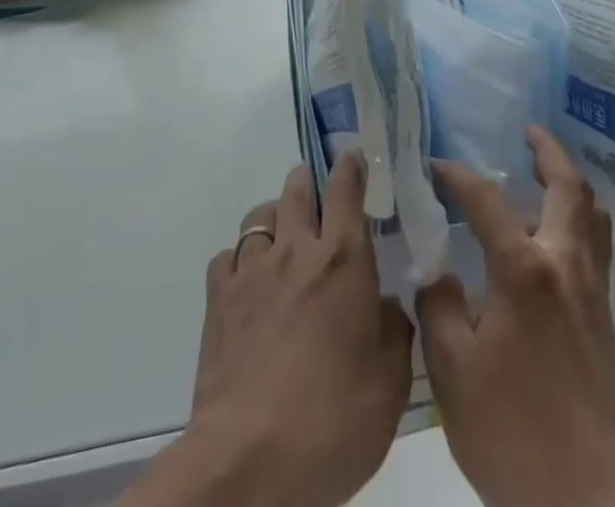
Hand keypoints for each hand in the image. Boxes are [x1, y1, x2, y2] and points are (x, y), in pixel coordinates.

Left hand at [135, 155, 412, 506]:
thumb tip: (389, 305)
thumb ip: (395, 333)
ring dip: (274, 215)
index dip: (351, 167)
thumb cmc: (332, 420)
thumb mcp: (389, 386)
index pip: (346, 190)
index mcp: (343, 260)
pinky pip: (228, 256)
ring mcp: (252, 271)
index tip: (353, 156)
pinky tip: (246, 281)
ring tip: (281, 233)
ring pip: (260, 216)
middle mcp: (296, 250)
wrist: (250, 459)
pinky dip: (240, 259)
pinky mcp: (219, 299)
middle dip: (307, 181)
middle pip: (297, 190)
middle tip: (314, 189)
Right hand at [418, 127, 614, 506]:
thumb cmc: (509, 431)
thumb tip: (441, 274)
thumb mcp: (450, 368)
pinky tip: (555, 235)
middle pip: (568, 188)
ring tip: (545, 172)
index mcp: (524, 269)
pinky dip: (580, 220)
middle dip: (548, 151)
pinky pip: (597, 246)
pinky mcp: (603, 320)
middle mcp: (565, 265)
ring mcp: (591, 292)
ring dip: (569, 184)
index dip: (457, 176)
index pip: (486, 200)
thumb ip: (438, 305)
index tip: (434, 167)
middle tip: (528, 131)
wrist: (583, 503)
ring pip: (592, 215)